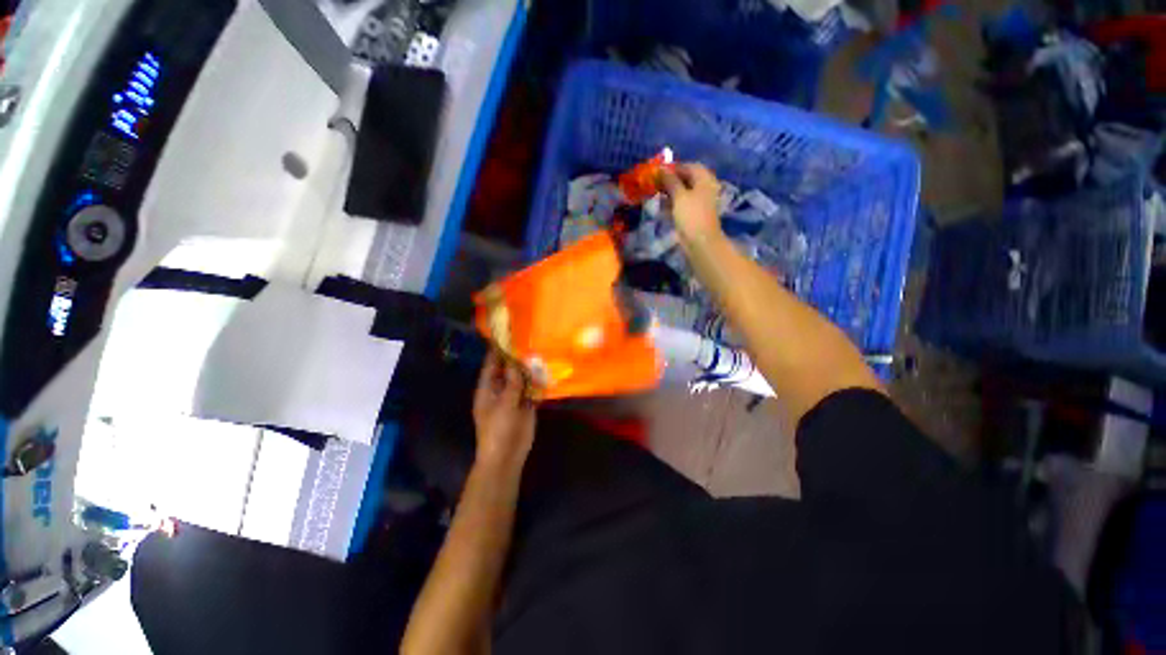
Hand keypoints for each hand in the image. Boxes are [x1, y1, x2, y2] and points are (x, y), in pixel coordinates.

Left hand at [472, 351, 536, 474]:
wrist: (507, 456)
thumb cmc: (498, 430)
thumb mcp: (504, 405)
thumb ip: (511, 383)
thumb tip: (514, 363)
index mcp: (488, 389)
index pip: (491, 365)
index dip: (497, 351)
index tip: (507, 335)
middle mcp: (500, 389)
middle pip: (508, 370)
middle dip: (517, 358)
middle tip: (530, 340)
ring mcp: (514, 397)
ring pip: (522, 379)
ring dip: (530, 369)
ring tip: (541, 351)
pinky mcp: (527, 405)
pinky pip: (532, 389)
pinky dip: (538, 382)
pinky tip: (547, 371)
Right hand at [659, 163, 723, 244]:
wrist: (700, 242)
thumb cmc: (691, 215)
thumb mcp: (679, 196)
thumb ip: (671, 181)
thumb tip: (662, 169)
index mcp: (704, 179)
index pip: (689, 166)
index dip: (674, 167)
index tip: (658, 172)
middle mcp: (703, 188)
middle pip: (686, 179)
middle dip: (670, 180)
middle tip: (655, 183)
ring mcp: (699, 202)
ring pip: (683, 192)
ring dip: (669, 192)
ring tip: (655, 194)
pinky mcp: (693, 214)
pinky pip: (682, 204)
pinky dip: (672, 203)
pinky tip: (660, 206)